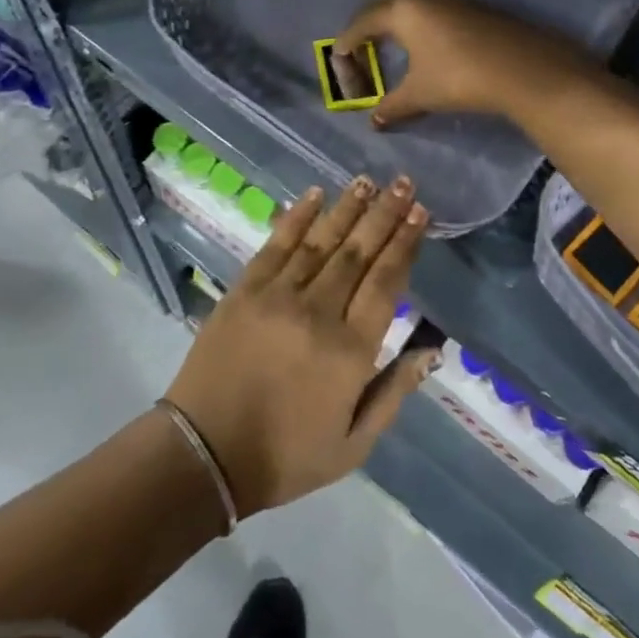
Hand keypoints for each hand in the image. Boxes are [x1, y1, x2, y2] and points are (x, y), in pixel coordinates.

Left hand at [164, 176, 434, 516]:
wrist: (206, 454)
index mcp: (349, 351)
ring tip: (368, 181)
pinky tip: (314, 195)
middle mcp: (318, 312)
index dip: (405, 244)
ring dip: (347, 208)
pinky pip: (276, 244)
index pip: (386, 283)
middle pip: (358, 252)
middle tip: (403, 183)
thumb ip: (394, 390)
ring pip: (321, 241)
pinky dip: (297, 217)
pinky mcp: (245, 289)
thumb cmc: (286, 456)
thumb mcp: (354, 444)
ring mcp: (278, 296)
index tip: (421, 214)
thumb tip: (433, 348)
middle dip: (384, 214)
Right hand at [334, 0, 596, 128]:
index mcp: (402, 11)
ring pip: (408, 3)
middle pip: (382, 5)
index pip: (362, 23)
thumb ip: (393, 105)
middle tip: (357, 48)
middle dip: (365, 25)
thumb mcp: (420, 94)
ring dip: (392, 20)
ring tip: (387, 43)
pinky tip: (422, 43)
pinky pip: (429, 8)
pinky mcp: (470, 6)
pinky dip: (415, 22)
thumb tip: (375, 121)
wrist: (523, 69)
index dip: (347, 43)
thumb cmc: (459, 78)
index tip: (338, 59)